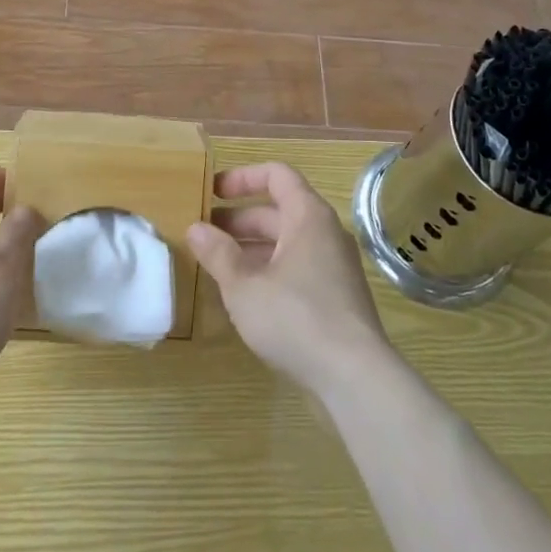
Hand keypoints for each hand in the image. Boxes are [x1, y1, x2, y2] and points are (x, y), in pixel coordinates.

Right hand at [187, 162, 393, 397]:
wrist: (355, 376)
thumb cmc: (295, 317)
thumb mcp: (244, 286)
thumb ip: (218, 253)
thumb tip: (195, 228)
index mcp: (308, 216)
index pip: (276, 175)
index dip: (242, 177)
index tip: (212, 192)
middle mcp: (326, 233)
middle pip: (279, 210)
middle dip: (239, 219)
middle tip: (204, 234)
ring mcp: (335, 266)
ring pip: (288, 243)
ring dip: (252, 248)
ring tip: (218, 265)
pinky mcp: (337, 297)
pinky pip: (298, 268)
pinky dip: (270, 270)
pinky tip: (246, 296)